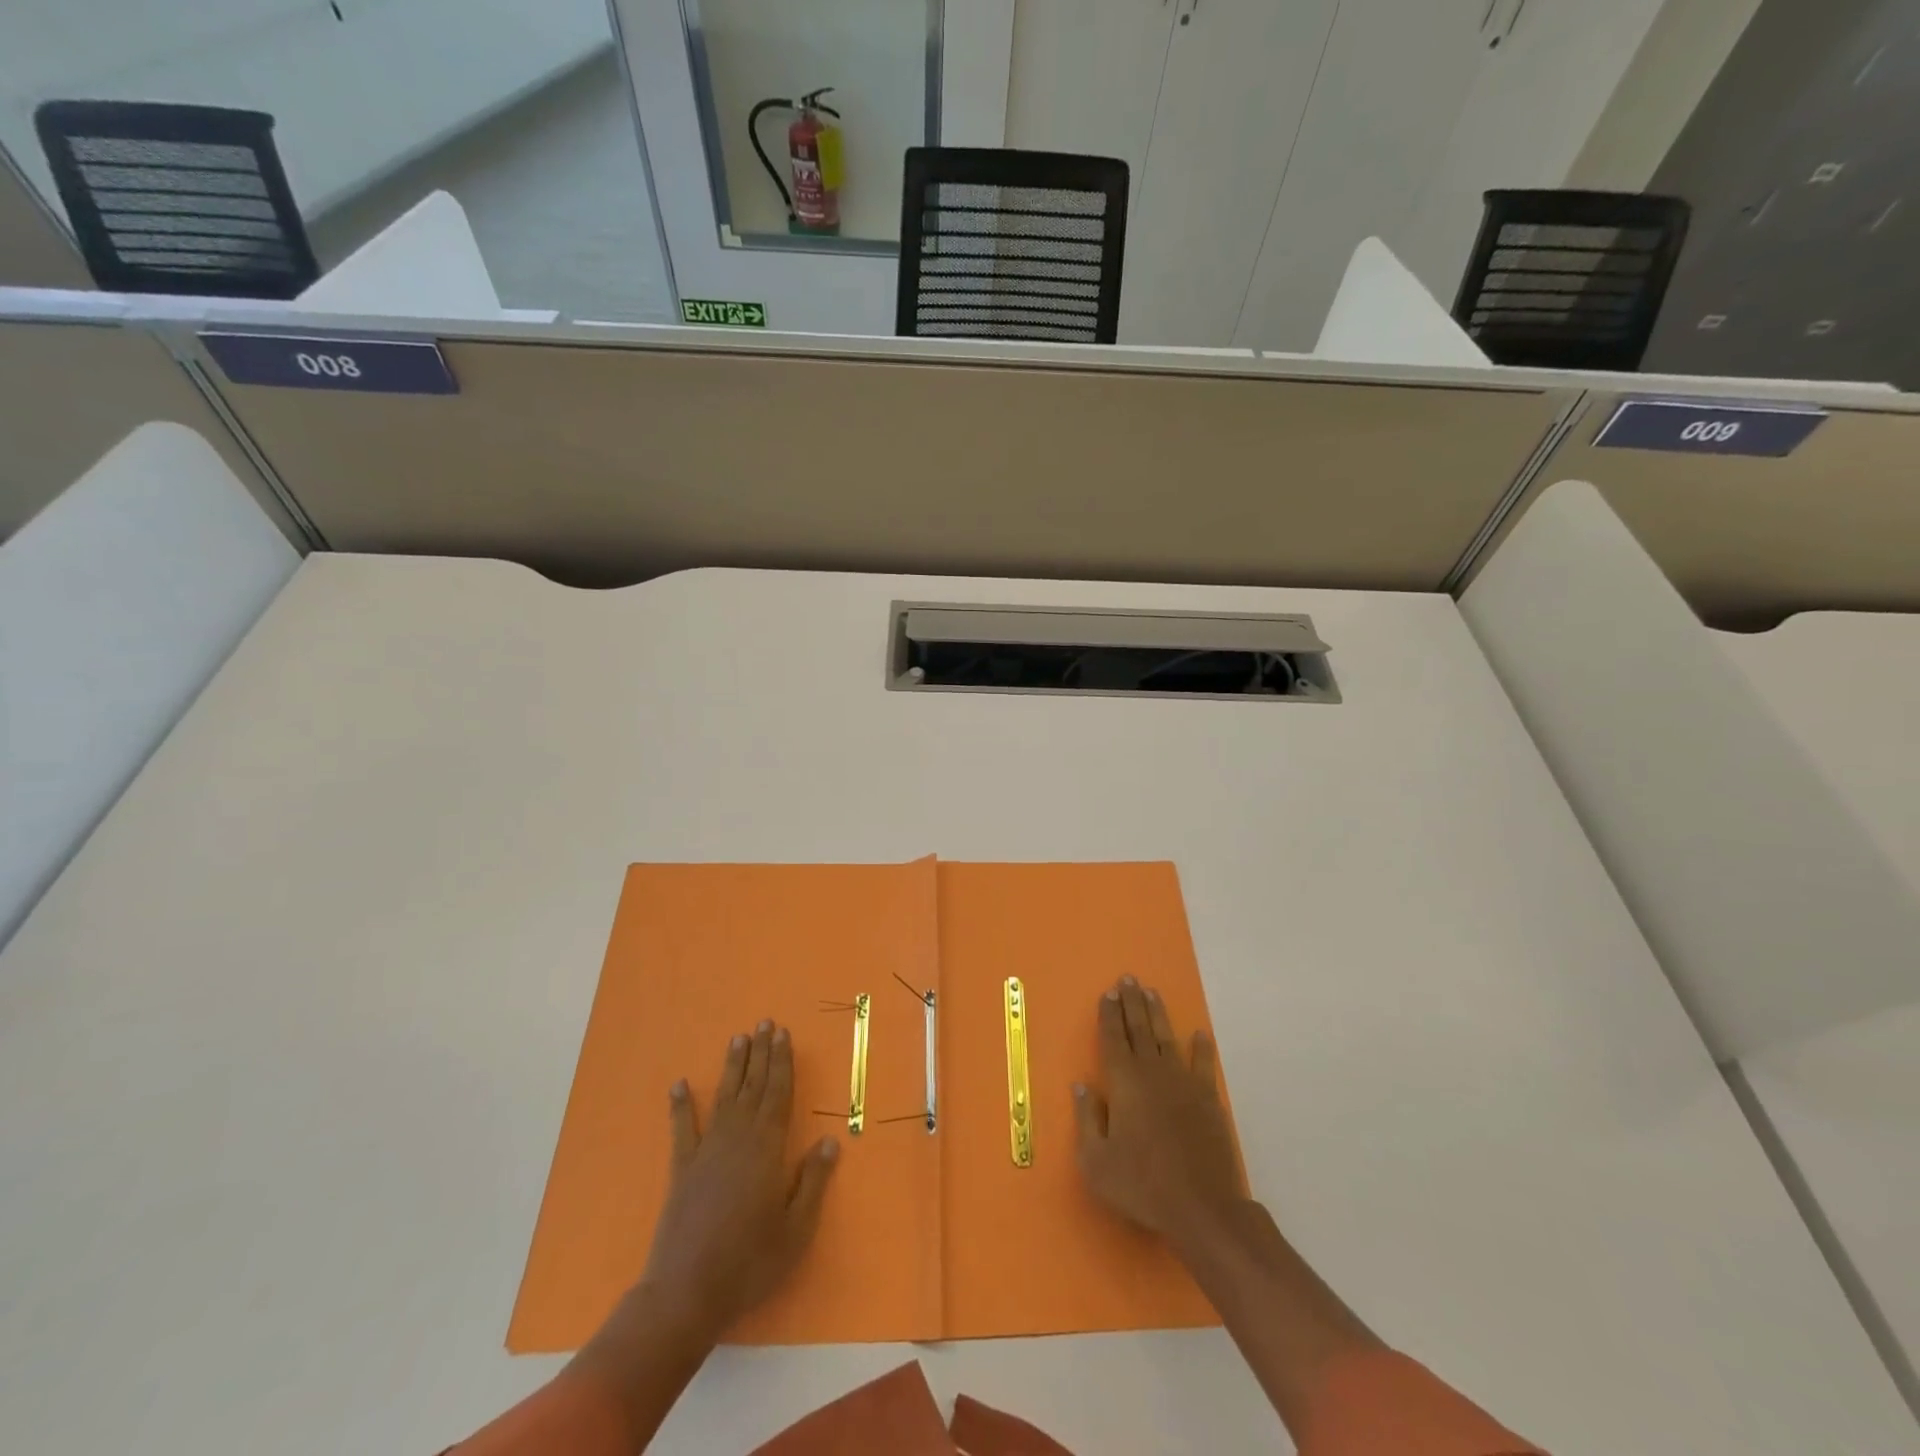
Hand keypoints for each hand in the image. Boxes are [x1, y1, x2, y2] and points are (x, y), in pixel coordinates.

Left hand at [638, 1020, 839, 1341]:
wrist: (685, 1294)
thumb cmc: (749, 1262)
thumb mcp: (796, 1229)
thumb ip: (813, 1182)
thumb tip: (830, 1141)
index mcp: (767, 1148)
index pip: (779, 1093)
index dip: (782, 1062)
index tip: (784, 1034)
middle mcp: (738, 1138)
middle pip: (753, 1086)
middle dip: (760, 1053)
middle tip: (764, 1023)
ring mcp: (706, 1151)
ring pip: (724, 1097)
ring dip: (731, 1067)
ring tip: (737, 1038)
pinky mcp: (682, 1169)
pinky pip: (683, 1129)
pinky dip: (681, 1106)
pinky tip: (678, 1085)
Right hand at [1074, 976, 1240, 1244]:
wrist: (1201, 1208)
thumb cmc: (1141, 1184)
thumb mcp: (1096, 1160)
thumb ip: (1086, 1119)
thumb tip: (1080, 1085)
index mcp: (1124, 1082)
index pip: (1113, 1038)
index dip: (1109, 1014)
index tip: (1107, 992)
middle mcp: (1153, 1072)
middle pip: (1140, 1028)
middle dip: (1132, 1002)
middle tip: (1128, 979)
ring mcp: (1184, 1082)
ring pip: (1167, 1038)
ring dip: (1158, 1013)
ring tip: (1151, 992)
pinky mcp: (1208, 1099)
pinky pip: (1203, 1064)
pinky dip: (1201, 1048)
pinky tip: (1200, 1034)